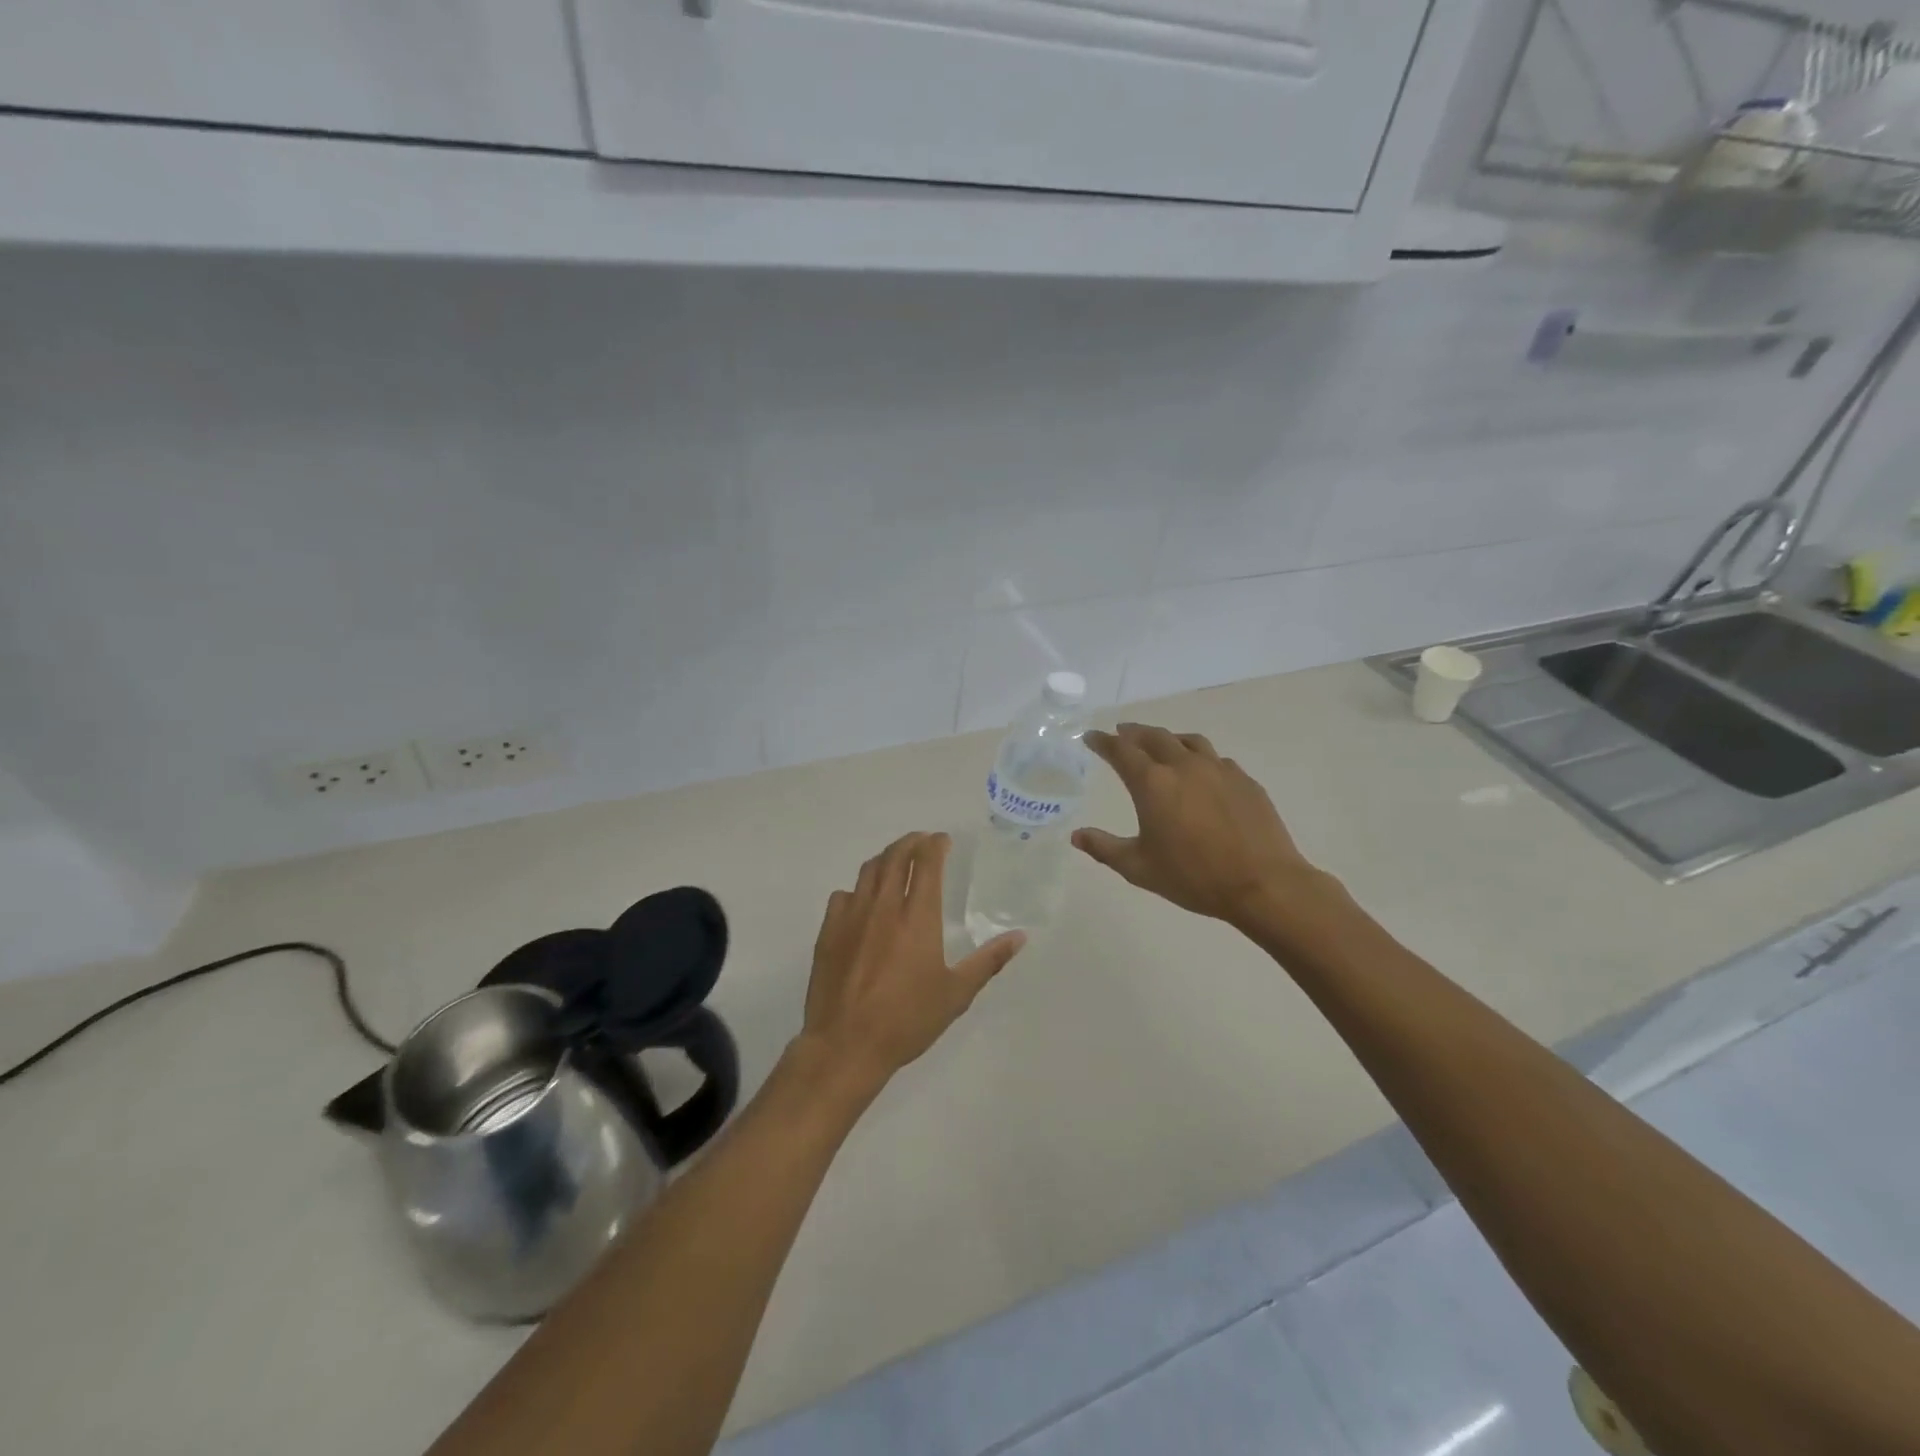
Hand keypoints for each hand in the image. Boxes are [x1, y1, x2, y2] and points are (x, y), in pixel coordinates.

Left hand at [798, 832, 1026, 1099]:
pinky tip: (863, 901)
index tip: (943, 840)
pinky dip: (858, 889)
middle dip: (910, 842)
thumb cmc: (907, 1020)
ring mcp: (852, 916)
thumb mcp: (956, 994)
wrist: (846, 1045)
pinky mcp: (828, 931)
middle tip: (922, 841)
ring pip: (868, 871)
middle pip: (895, 857)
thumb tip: (1019, 937)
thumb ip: (988, 961)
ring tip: (896, 861)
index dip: (935, 845)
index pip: (927, 863)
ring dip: (885, 858)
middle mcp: (884, 906)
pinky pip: (843, 896)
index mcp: (918, 917)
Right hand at [1074, 723, 1327, 931]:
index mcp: (1153, 784)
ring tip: (1160, 743)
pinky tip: (1200, 771)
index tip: (1091, 736)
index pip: (1121, 751)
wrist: (1263, 884)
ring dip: (1168, 738)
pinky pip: (1215, 758)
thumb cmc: (1193, 877)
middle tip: (1122, 732)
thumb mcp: (1139, 868)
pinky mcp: (1244, 780)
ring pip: (1188, 740)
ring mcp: (1219, 770)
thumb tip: (1077, 836)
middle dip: (1133, 732)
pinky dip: (1198, 757)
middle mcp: (1184, 766)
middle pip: (1154, 736)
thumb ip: (1104, 848)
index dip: (1103, 741)